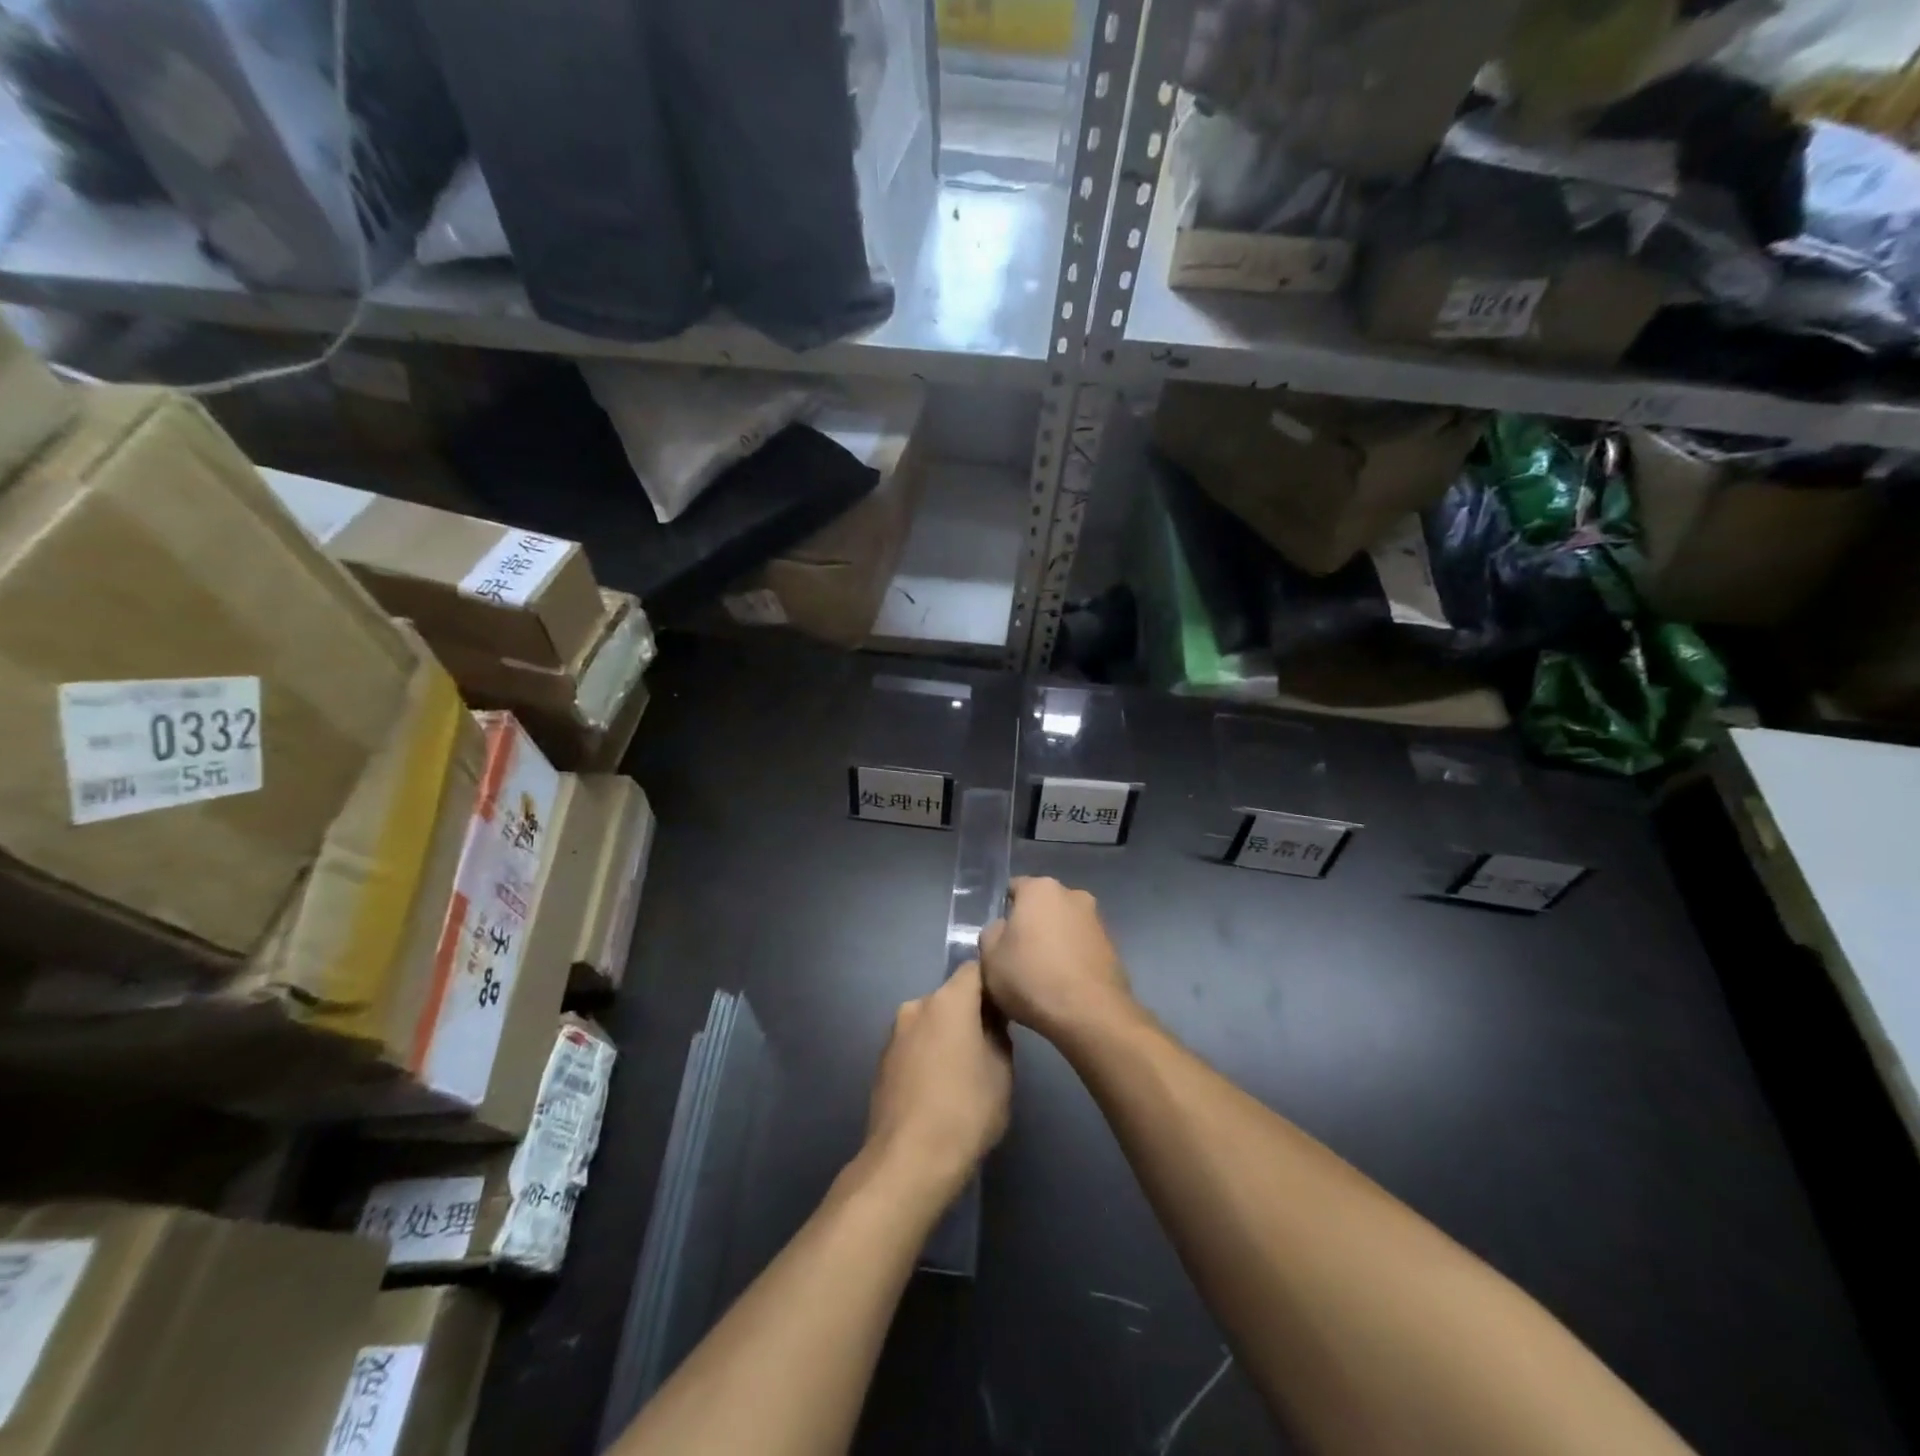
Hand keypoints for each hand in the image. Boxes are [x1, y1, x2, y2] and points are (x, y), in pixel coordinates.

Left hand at [865, 962, 1011, 1200]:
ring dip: (946, 1035)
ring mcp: (894, 1034)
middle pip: (950, 997)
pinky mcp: (882, 1061)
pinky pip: (914, 1045)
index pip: (974, 970)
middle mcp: (916, 1006)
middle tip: (990, 1044)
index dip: (992, 983)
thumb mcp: (1002, 1072)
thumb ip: (999, 1035)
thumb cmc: (966, 1111)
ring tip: (963, 1072)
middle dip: (969, 1013)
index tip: (1007, 1006)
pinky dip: (928, 1055)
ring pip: (930, 1021)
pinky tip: (938, 1088)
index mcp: (948, 1001)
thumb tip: (991, 1023)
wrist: (908, 1161)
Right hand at [978, 877, 1133, 1044]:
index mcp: (1041, 889)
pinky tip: (1064, 985)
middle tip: (1018, 956)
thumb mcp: (990, 958)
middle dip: (1032, 925)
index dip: (1004, 911)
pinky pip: (1082, 946)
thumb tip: (1004, 929)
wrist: (1090, 1014)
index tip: (999, 937)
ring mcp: (1097, 920)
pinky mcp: (1113, 947)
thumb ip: (991, 934)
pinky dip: (1072, 958)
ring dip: (1054, 941)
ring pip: (1064, 926)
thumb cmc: (1032, 978)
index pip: (1014, 888)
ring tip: (1043, 975)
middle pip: (1042, 906)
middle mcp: (1073, 895)